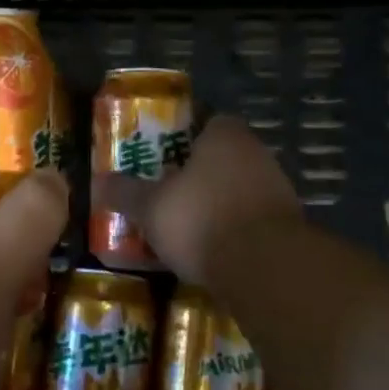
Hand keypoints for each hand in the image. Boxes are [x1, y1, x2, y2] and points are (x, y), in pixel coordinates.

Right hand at [133, 115, 302, 282]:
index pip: (206, 121)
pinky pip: (252, 219)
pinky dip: (234, 230)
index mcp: (225, 136)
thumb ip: (126, 192)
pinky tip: (213, 249)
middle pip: (223, 157)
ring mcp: (278, 189)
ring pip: (238, 189)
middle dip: (199, 174)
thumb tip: (99, 182)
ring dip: (217, 203)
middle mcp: (257, 153)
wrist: (265, 268)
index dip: (184, 137)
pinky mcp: (288, 225)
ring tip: (187, 225)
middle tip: (169, 191)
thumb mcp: (150, 207)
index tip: (163, 156)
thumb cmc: (201, 219)